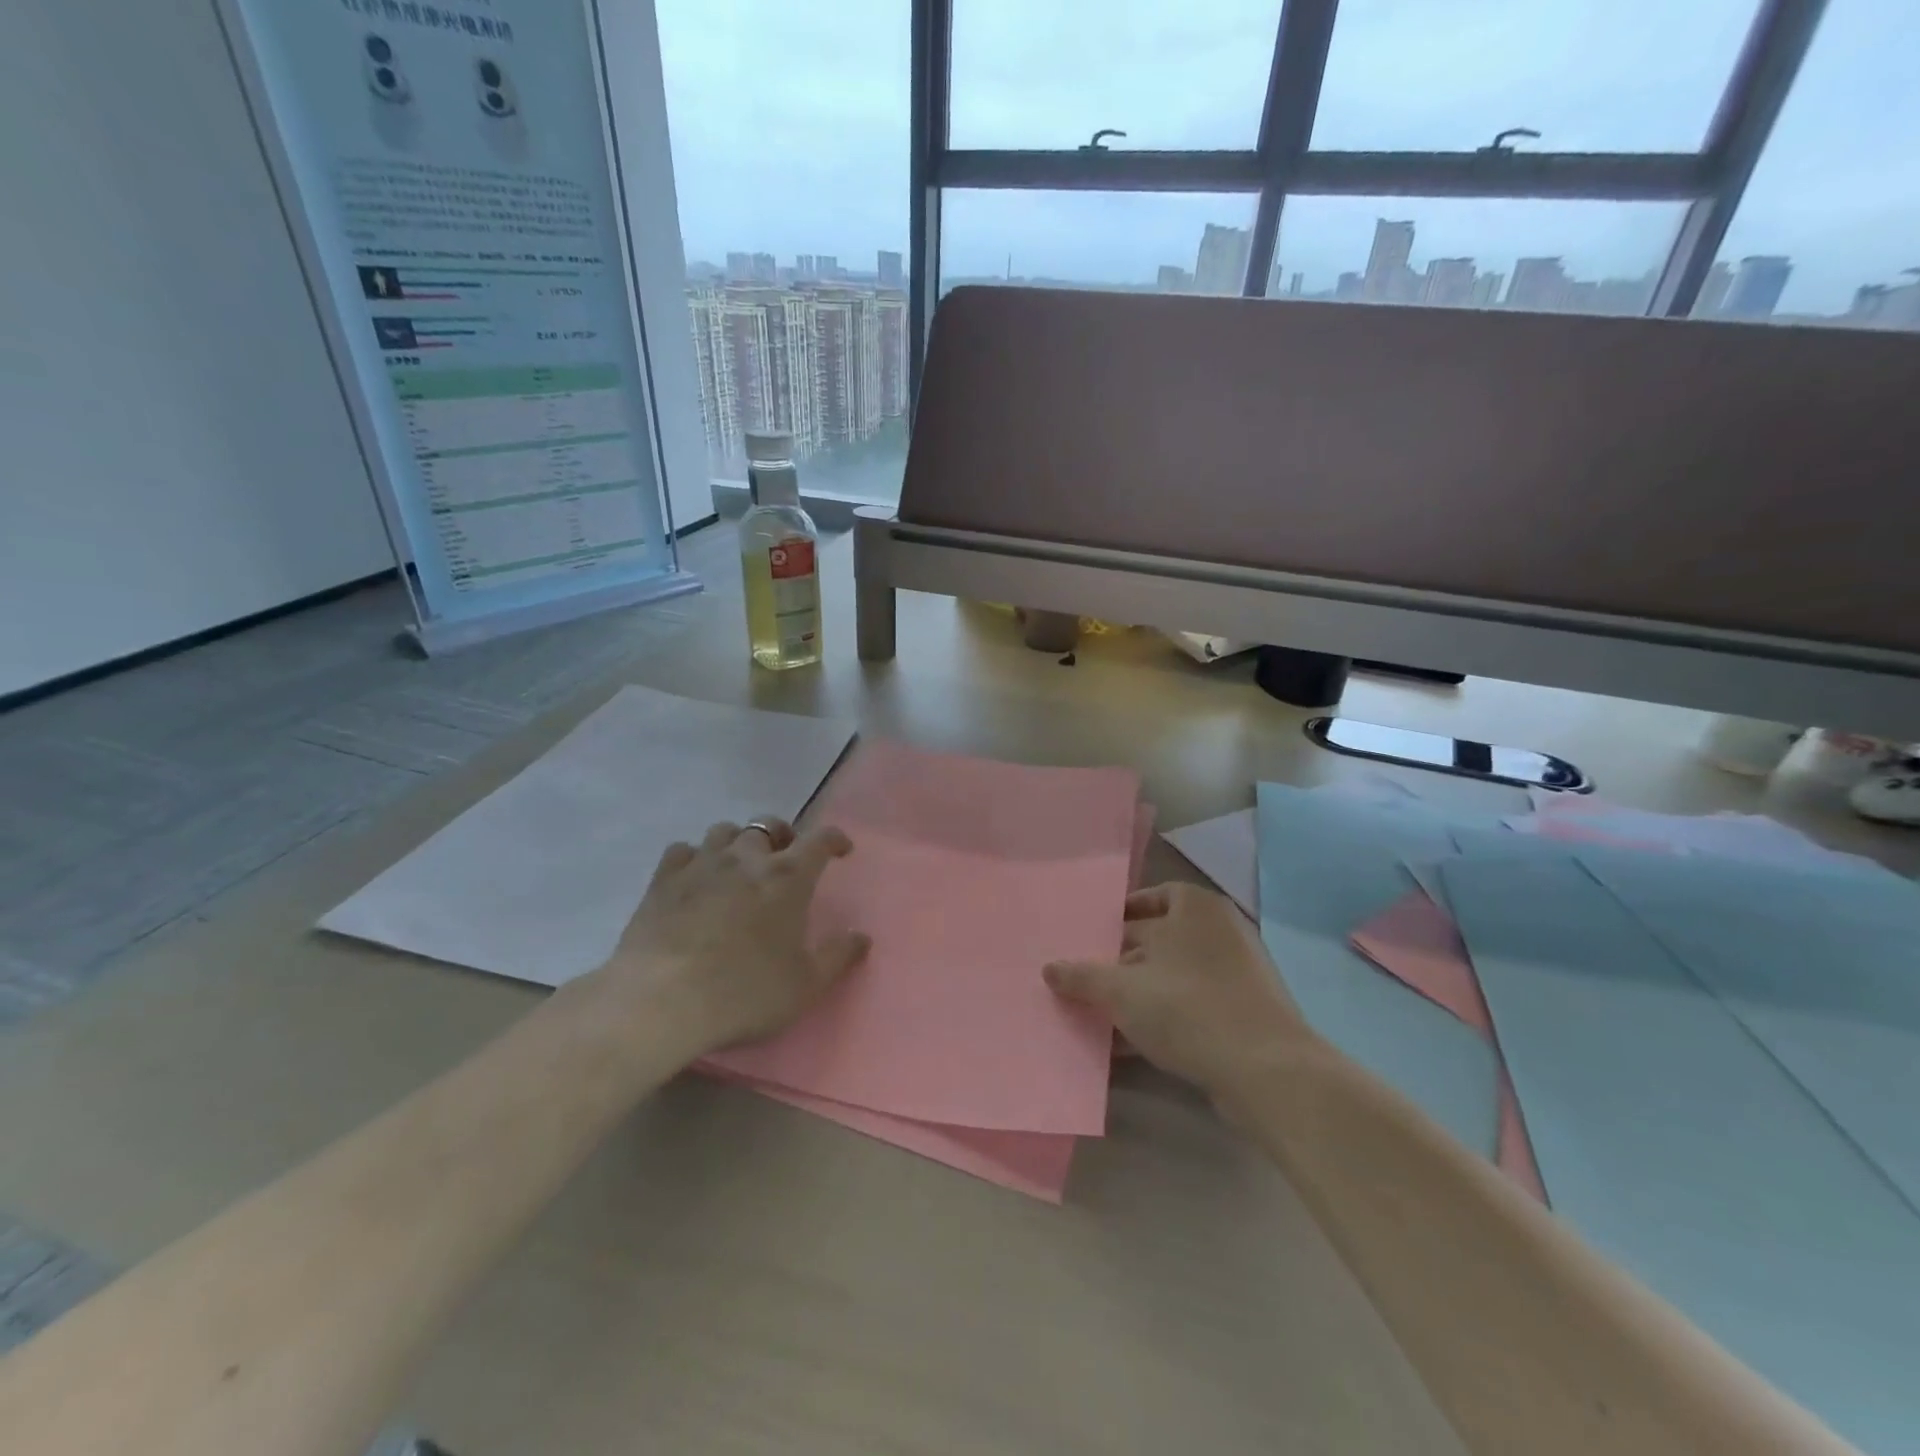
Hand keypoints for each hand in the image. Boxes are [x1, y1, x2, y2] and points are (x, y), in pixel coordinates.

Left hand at [597, 817, 870, 1057]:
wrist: (662, 1000)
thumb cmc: (744, 992)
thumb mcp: (806, 985)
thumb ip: (838, 956)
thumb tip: (862, 937)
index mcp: (787, 877)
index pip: (820, 840)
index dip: (834, 839)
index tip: (841, 849)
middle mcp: (746, 858)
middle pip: (768, 825)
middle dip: (783, 835)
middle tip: (785, 857)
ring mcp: (702, 864)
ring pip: (724, 831)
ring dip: (738, 842)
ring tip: (740, 864)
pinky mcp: (663, 879)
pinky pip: (683, 850)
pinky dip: (695, 857)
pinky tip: (696, 877)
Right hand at [1043, 881, 1313, 1096]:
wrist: (1266, 1071)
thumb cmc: (1187, 1007)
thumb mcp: (1121, 990)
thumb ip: (1081, 977)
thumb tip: (1048, 968)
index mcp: (1195, 908)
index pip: (1152, 897)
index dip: (1119, 915)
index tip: (1092, 936)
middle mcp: (1219, 931)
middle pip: (1159, 939)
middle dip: (1121, 961)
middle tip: (1085, 978)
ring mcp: (1237, 974)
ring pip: (1173, 976)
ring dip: (1138, 994)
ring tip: (1100, 1015)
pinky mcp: (1243, 1013)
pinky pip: (1191, 1006)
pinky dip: (1163, 1017)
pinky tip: (1130, 1044)